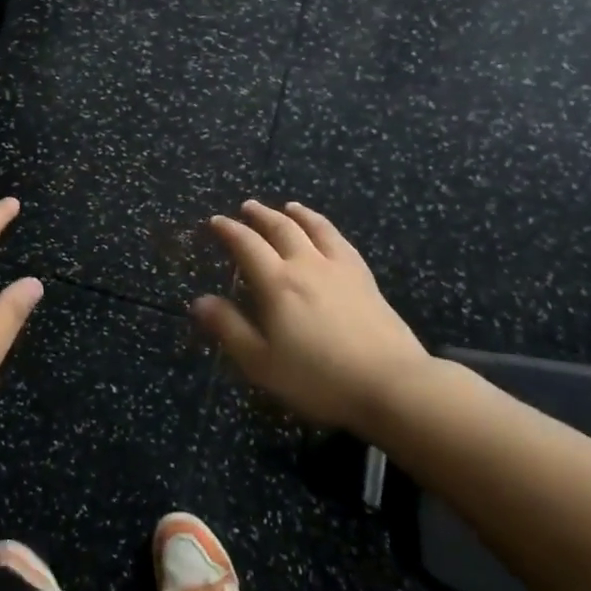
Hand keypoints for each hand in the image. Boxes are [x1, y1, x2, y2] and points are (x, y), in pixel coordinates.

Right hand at [192, 200, 435, 440]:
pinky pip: (341, 241)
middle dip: (260, 215)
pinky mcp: (365, 278)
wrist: (391, 384)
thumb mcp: (262, 363)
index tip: (216, 221)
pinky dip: (327, 229)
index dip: (229, 230)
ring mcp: (340, 268)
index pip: (247, 245)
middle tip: (247, 207)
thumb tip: (199, 301)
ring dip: (297, 214)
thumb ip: (230, 328)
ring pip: (315, 228)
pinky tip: (328, 233)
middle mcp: (307, 265)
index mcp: (277, 283)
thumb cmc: (318, 378)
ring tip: (288, 207)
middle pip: (281, 229)